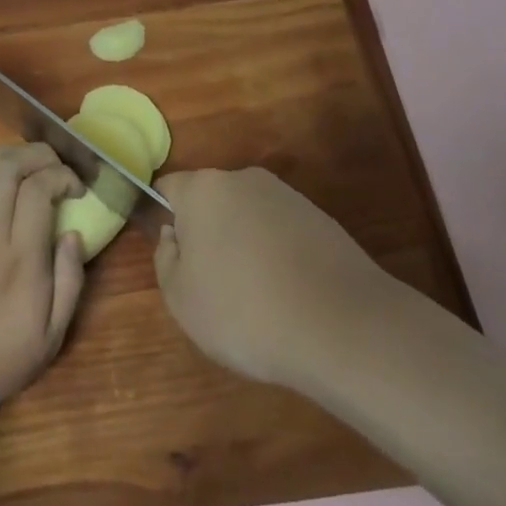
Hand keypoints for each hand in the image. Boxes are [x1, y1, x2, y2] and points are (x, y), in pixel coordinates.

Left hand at [0, 144, 86, 401]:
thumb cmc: (3, 355)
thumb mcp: (53, 333)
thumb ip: (71, 278)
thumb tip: (74, 234)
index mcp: (21, 257)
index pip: (37, 189)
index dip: (61, 176)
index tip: (77, 188)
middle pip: (7, 168)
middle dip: (37, 155)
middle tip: (55, 167)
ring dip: (7, 156)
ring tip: (28, 165)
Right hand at [154, 166, 387, 390]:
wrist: (342, 326)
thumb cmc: (244, 311)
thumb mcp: (181, 299)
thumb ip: (165, 259)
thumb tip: (174, 236)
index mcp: (203, 189)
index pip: (169, 188)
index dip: (162, 217)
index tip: (172, 256)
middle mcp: (244, 179)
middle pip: (211, 201)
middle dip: (206, 233)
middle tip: (209, 283)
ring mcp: (287, 196)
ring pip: (247, 216)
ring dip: (242, 245)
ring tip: (253, 297)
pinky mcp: (320, 218)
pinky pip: (281, 232)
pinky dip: (277, 255)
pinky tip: (287, 295)